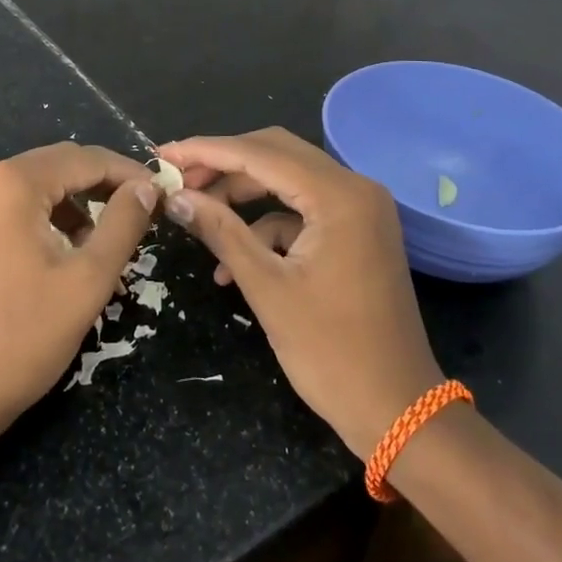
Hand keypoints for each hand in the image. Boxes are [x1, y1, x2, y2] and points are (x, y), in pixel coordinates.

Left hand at [0, 142, 157, 438]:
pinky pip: (1, 210)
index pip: (84, 159)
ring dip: (66, 205)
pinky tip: (50, 255)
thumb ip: (123, 223)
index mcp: (12, 183)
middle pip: (53, 167)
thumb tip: (145, 187)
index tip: (158, 192)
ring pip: (28, 188)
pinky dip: (34, 219)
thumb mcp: (88, 279)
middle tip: (135, 212)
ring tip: (94, 242)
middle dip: (97, 186)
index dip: (126, 172)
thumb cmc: (23, 336)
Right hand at [157, 128, 441, 458]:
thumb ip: (220, 231)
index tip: (163, 155)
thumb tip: (175, 198)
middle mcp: (355, 188)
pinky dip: (266, 224)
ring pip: (287, 178)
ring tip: (197, 213)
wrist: (398, 410)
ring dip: (241, 193)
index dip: (206, 151)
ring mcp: (359, 209)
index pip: (260, 153)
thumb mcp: (266, 287)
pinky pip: (301, 210)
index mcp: (339, 196)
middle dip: (223, 163)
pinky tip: (233, 261)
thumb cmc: (332, 352)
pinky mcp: (356, 230)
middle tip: (177, 178)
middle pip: (275, 153)